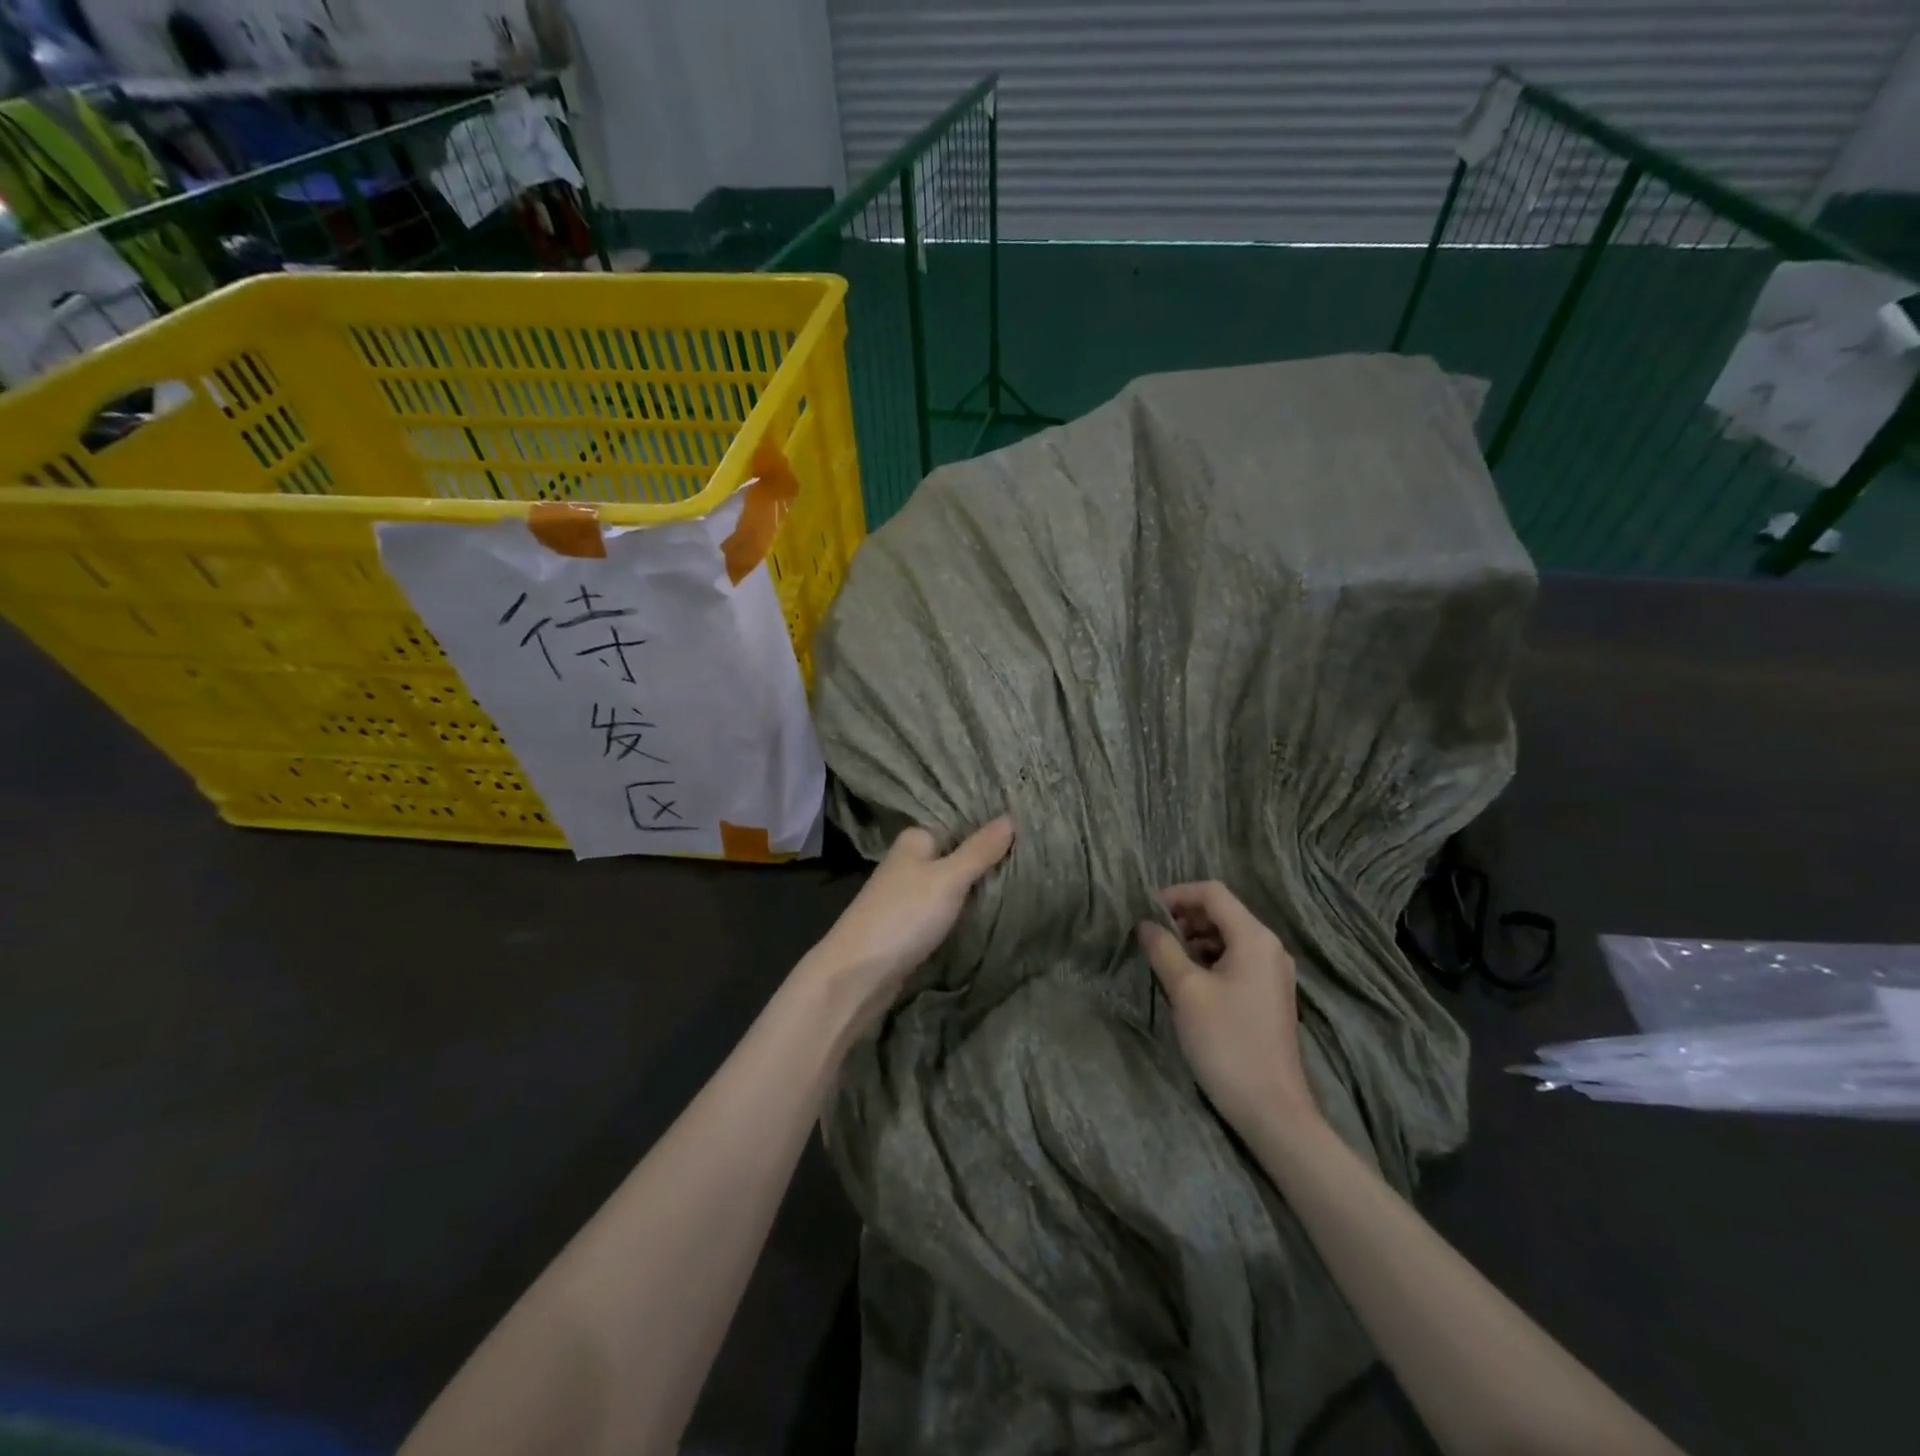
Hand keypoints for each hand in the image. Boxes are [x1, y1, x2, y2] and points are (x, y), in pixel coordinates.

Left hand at [802, 816, 1014, 1036]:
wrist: (858, 974)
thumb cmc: (903, 916)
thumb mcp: (948, 878)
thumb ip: (980, 850)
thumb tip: (1012, 816)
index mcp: (916, 839)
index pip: (962, 825)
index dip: (992, 831)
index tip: (1030, 833)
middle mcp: (911, 861)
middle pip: (959, 856)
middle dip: (989, 861)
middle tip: (1035, 860)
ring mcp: (910, 894)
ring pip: (954, 885)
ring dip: (980, 889)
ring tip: (1025, 883)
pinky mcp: (912, 924)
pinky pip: (947, 909)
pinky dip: (966, 911)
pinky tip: (993, 911)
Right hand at [1138, 882, 1318, 1131]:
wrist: (1272, 1109)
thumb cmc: (1227, 1042)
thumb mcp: (1186, 991)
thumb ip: (1163, 949)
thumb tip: (1145, 924)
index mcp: (1254, 938)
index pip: (1213, 893)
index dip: (1176, 894)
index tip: (1145, 910)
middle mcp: (1269, 947)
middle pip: (1223, 912)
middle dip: (1184, 916)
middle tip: (1152, 934)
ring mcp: (1273, 973)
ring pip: (1228, 937)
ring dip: (1195, 938)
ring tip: (1165, 956)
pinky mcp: (1270, 995)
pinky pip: (1236, 960)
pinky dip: (1209, 958)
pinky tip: (1188, 979)